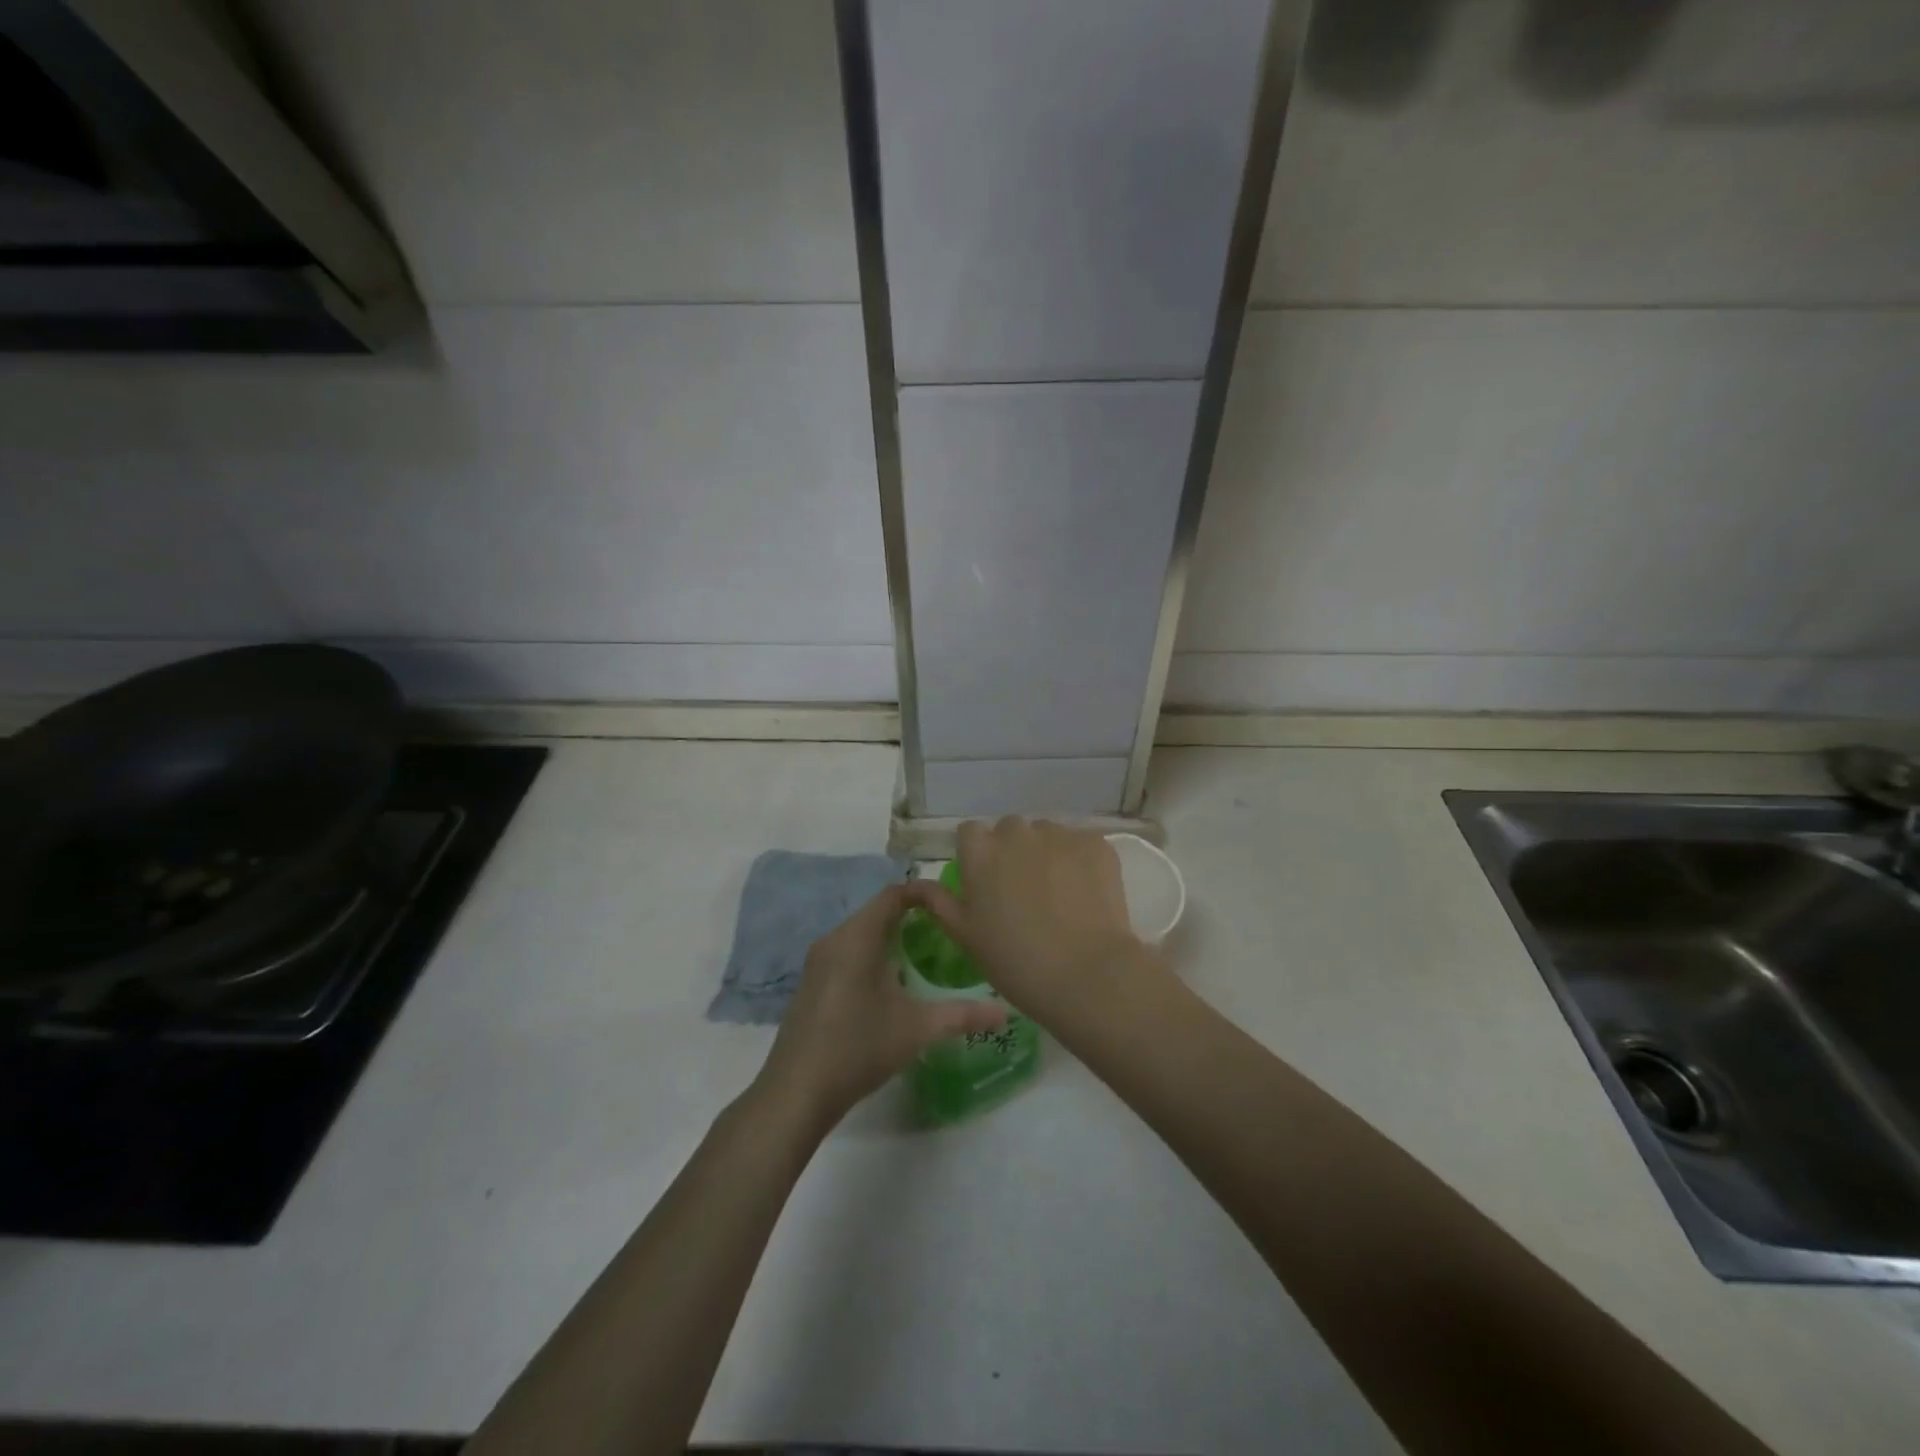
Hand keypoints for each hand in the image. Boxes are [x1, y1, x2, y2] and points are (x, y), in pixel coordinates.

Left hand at [756, 881, 1007, 1129]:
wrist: (796, 1092)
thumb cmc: (858, 1048)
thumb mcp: (917, 1029)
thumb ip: (963, 1015)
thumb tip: (1006, 1011)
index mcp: (857, 937)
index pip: (894, 894)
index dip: (925, 892)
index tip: (954, 905)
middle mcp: (834, 939)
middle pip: (879, 911)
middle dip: (914, 916)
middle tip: (949, 933)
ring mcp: (819, 961)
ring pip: (863, 933)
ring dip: (893, 937)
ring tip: (927, 956)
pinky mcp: (812, 982)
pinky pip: (849, 952)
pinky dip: (874, 955)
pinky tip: (893, 985)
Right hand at [913, 818, 1147, 1024]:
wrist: (1086, 973)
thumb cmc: (1015, 961)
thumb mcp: (965, 936)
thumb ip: (939, 902)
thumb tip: (916, 883)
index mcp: (980, 852)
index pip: (969, 832)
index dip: (977, 854)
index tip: (986, 881)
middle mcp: (1017, 833)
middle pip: (1010, 830)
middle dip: (1013, 851)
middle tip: (1023, 891)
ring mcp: (1059, 835)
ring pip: (1047, 834)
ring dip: (1047, 853)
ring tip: (1058, 893)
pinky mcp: (1095, 843)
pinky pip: (1080, 843)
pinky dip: (1080, 860)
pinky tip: (1085, 893)